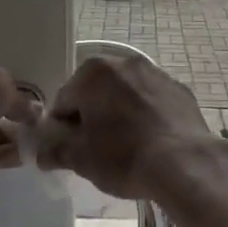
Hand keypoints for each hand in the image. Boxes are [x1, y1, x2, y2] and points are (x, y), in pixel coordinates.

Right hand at [34, 55, 216, 199]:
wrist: (185, 163)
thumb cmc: (124, 157)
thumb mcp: (81, 159)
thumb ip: (56, 151)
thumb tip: (42, 153)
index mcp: (93, 73)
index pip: (64, 101)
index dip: (62, 128)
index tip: (69, 149)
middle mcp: (125, 63)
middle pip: (95, 91)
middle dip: (92, 116)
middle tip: (96, 149)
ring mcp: (156, 74)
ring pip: (125, 94)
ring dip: (120, 113)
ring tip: (126, 147)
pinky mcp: (180, 89)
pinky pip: (152, 101)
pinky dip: (146, 115)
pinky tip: (151, 141)